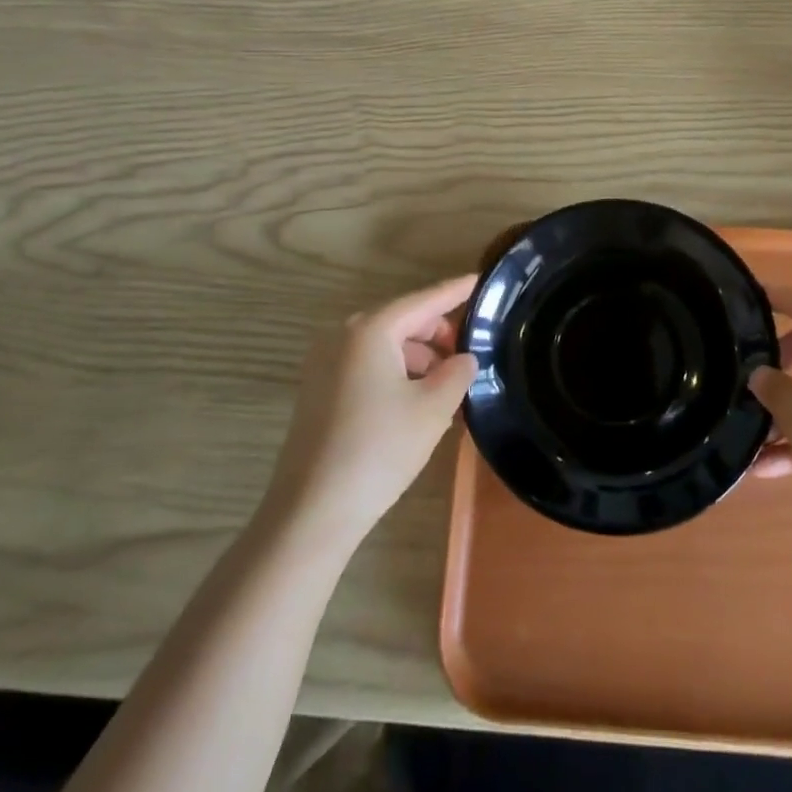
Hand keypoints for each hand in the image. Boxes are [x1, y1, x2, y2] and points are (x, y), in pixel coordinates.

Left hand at [264, 275, 478, 546]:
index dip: (454, 291)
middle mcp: (343, 336)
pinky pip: (367, 367)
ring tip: (448, 388)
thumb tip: (464, 358)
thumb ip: (457, 373)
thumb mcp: (433, 409)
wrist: (312, 511)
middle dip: (438, 334)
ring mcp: (325, 364)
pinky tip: (417, 402)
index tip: (479, 280)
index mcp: (370, 330)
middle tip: (469, 355)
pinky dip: (396, 374)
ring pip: (385, 347)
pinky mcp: (319, 391)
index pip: (423, 301)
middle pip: (402, 321)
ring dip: (419, 359)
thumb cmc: (379, 450)